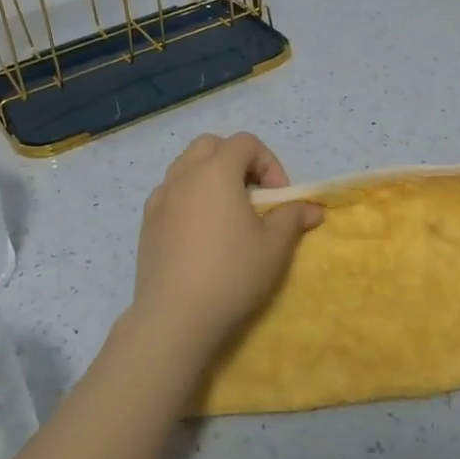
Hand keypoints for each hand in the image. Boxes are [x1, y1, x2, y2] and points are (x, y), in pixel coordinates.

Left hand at [127, 133, 323, 360]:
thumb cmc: (231, 274)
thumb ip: (292, 218)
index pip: (245, 142)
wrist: (175, 316)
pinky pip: (170, 192)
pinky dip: (188, 196)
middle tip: (252, 194)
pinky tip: (200, 231)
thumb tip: (313, 209)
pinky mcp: (147, 222)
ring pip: (186, 166)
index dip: (268, 162)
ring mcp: (160, 197)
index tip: (278, 197)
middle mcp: (184, 175)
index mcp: (216, 171)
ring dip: (209, 176)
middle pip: (211, 145)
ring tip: (226, 211)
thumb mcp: (274, 247)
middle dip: (236, 160)